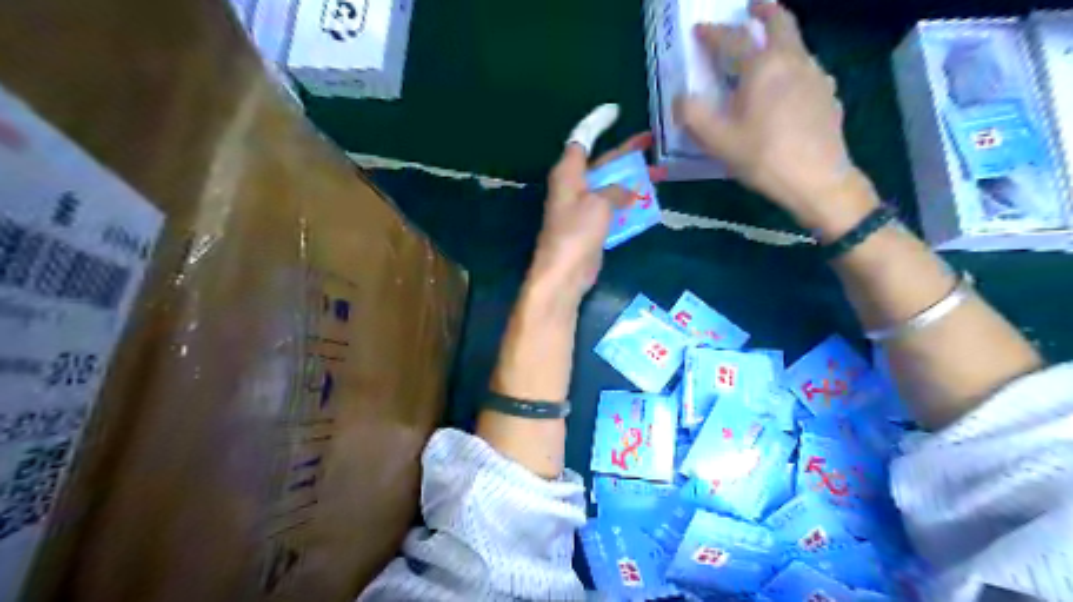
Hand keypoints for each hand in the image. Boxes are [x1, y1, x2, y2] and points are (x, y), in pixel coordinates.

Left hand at [527, 131, 663, 301]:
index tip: (615, 111)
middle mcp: (574, 186)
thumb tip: (629, 191)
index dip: (598, 123)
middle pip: (602, 163)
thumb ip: (616, 191)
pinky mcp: (591, 226)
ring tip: (659, 173)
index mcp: (569, 173)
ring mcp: (583, 207)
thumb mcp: (599, 204)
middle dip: (627, 153)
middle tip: (653, 143)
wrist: (565, 272)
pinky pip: (612, 208)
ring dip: (632, 180)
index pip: (582, 139)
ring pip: (611, 186)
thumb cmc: (576, 232)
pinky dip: (628, 203)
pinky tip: (647, 202)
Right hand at [677, 3, 878, 236]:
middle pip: (781, 23)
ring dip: (781, 40)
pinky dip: (795, 68)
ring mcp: (817, 76)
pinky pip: (809, 71)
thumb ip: (692, 115)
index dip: (714, 33)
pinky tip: (790, 89)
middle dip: (764, 11)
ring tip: (768, 52)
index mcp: (762, 67)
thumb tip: (680, 98)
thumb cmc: (763, 156)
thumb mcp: (717, 140)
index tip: (700, 30)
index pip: (734, 39)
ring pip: (798, 45)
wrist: (816, 179)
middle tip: (753, 7)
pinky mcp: (830, 96)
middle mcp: (793, 61)